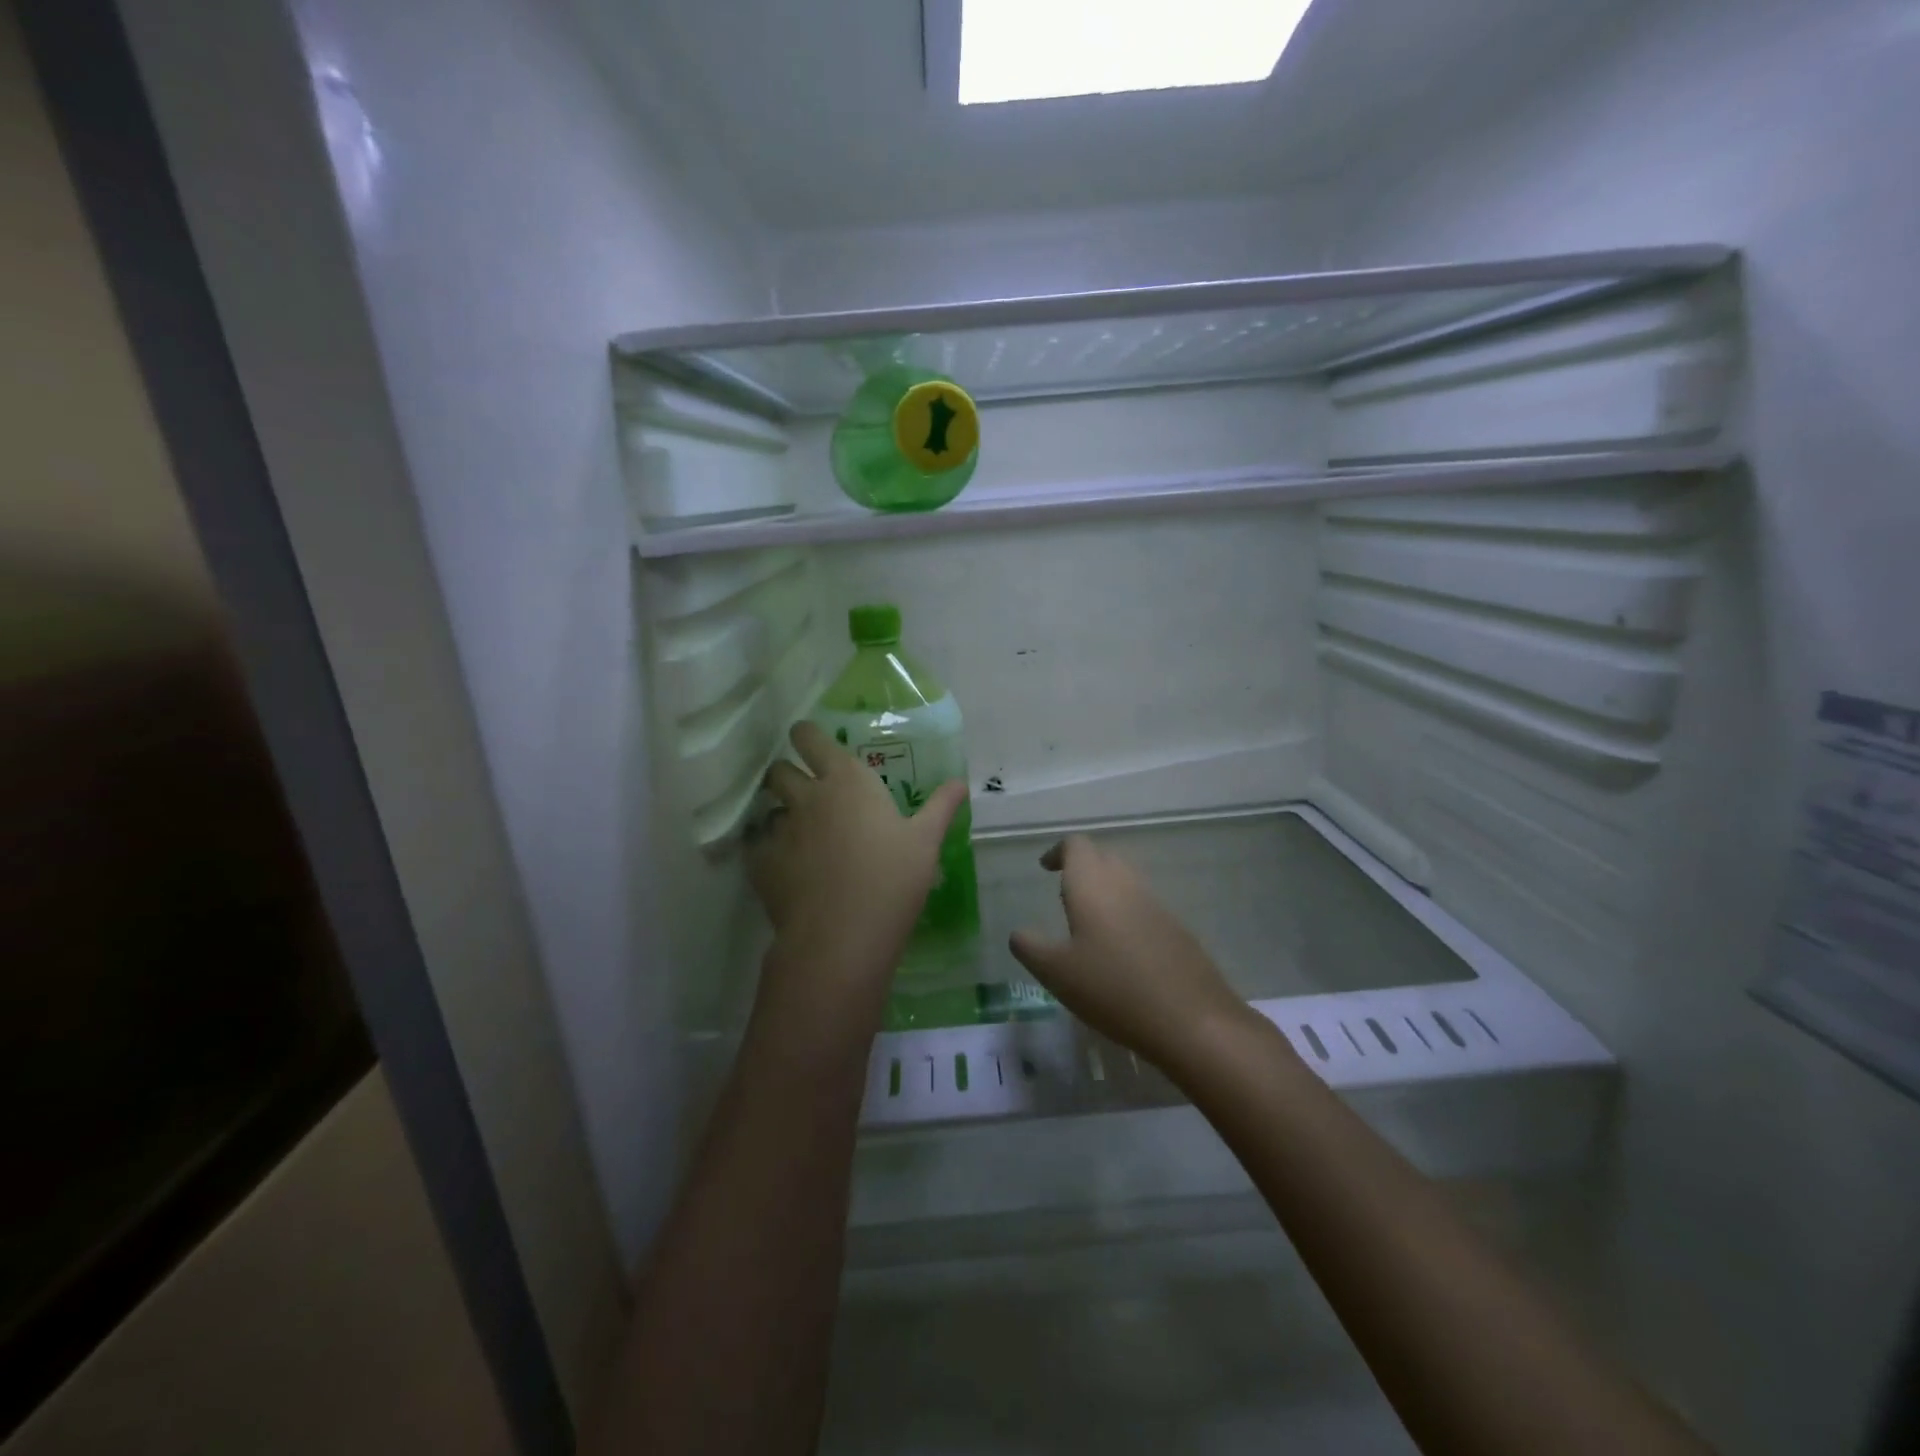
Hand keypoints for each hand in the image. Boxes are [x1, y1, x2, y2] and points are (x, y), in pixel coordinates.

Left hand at [748, 722, 966, 1035]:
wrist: (842, 935)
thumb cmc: (892, 880)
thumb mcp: (926, 842)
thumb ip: (941, 807)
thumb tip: (960, 782)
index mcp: (847, 781)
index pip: (810, 737)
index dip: (806, 736)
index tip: (809, 742)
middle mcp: (807, 796)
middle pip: (778, 770)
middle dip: (786, 774)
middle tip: (804, 790)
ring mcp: (780, 830)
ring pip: (768, 809)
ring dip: (780, 815)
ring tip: (798, 835)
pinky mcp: (761, 863)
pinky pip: (757, 845)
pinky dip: (767, 850)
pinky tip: (784, 867)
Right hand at [1009, 835, 1250, 1069]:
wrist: (1191, 1018)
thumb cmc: (1112, 988)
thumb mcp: (1056, 972)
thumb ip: (1029, 947)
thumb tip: (1019, 933)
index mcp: (1092, 884)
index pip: (1076, 845)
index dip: (1057, 851)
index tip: (1045, 869)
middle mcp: (1126, 883)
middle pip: (1102, 857)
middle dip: (1080, 869)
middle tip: (1062, 897)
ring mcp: (1156, 904)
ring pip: (1125, 881)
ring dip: (1104, 891)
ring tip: (1087, 926)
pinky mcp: (1176, 928)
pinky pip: (1143, 906)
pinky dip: (1125, 914)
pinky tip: (1119, 951)